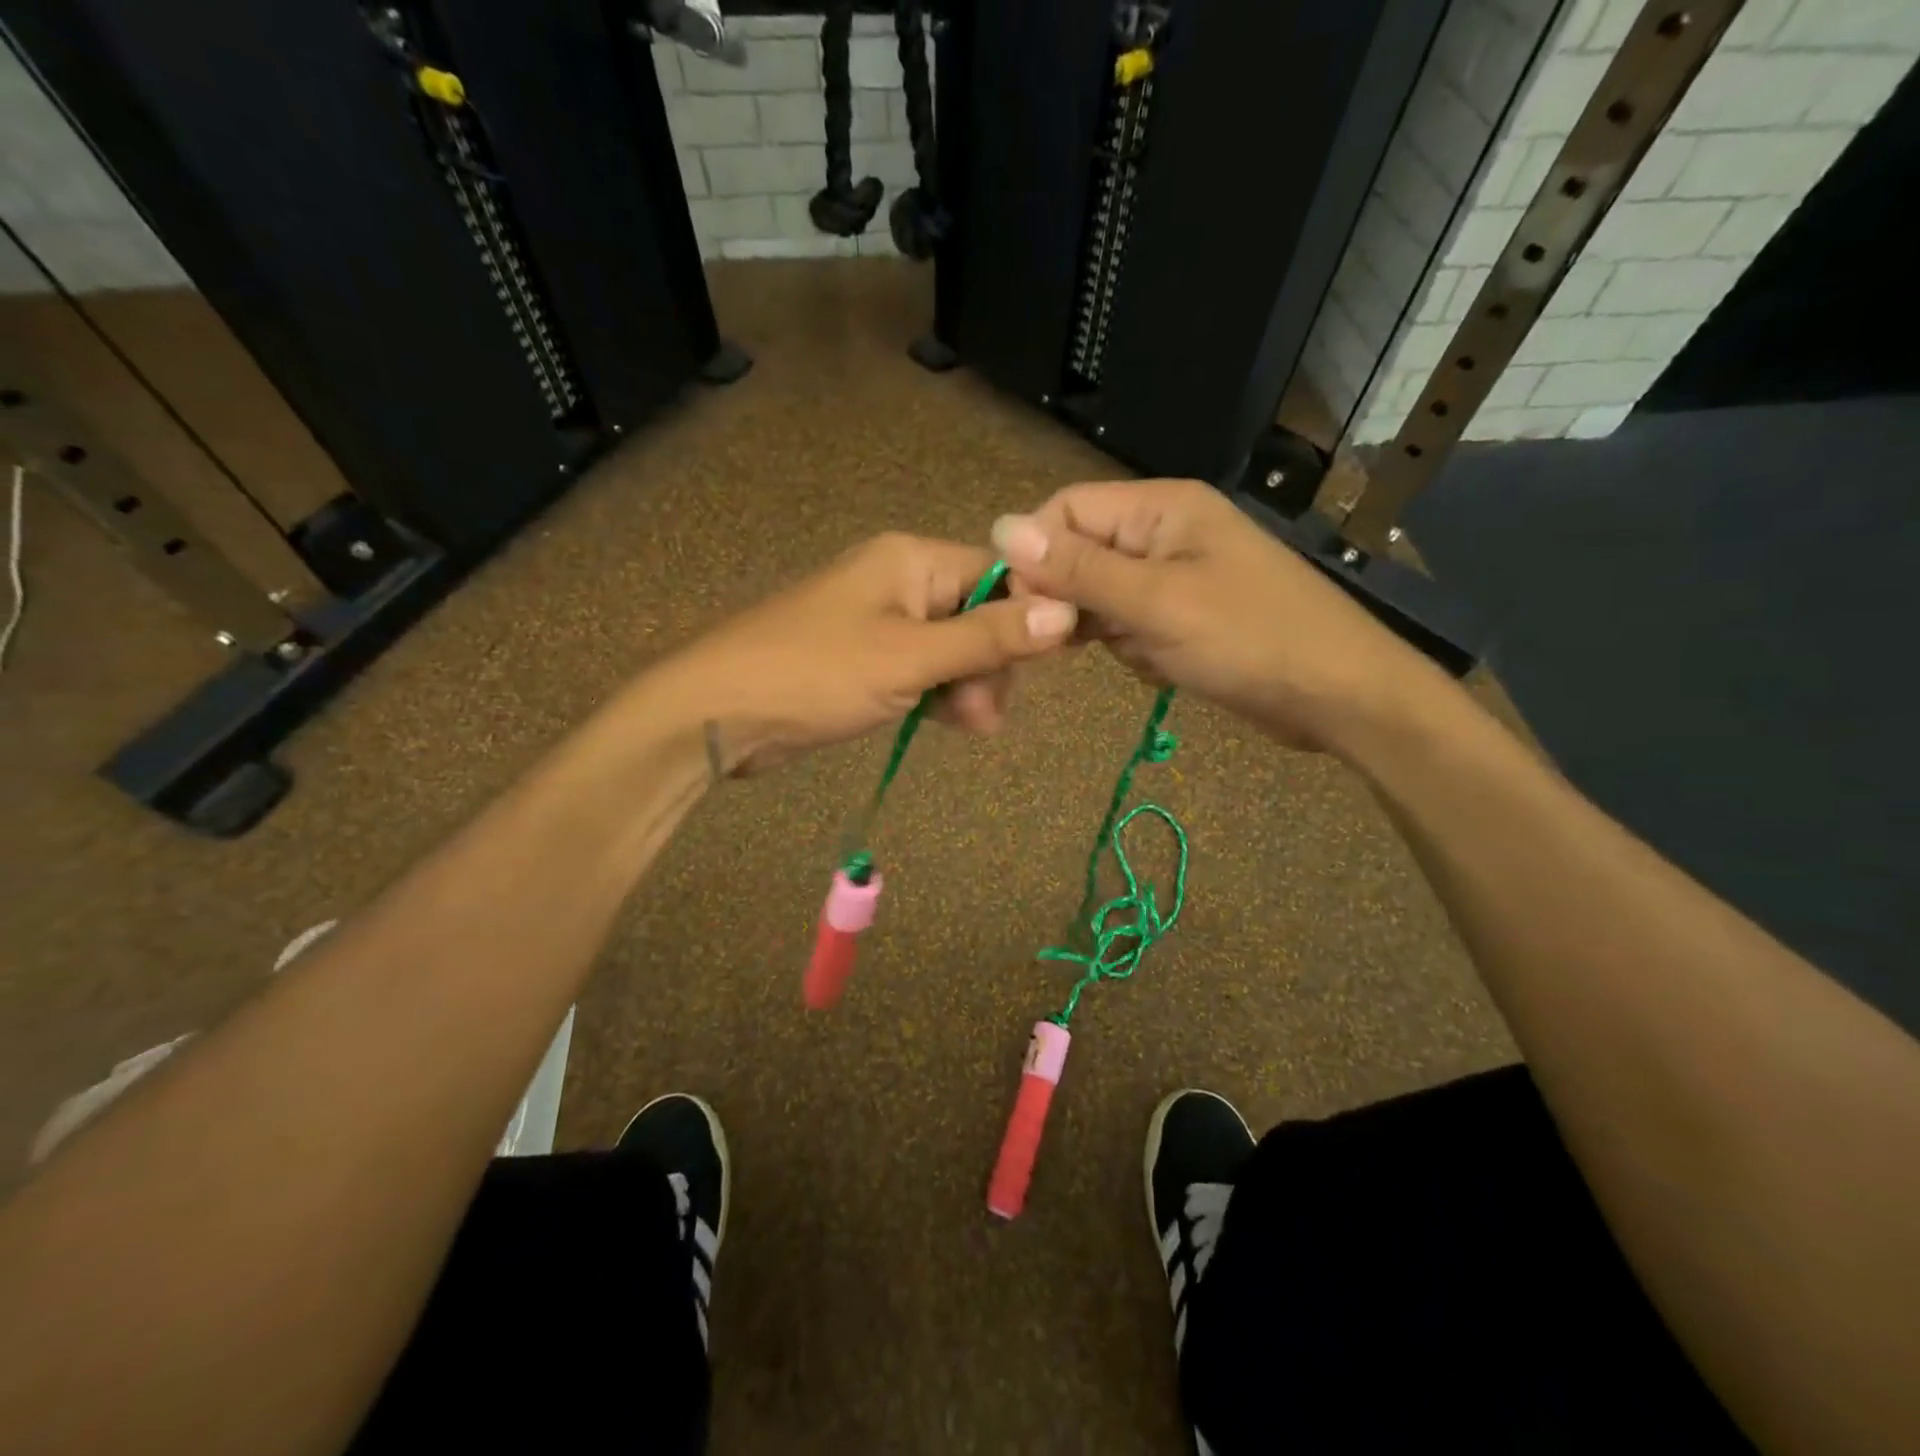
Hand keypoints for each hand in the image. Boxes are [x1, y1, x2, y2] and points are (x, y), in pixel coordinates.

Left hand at [648, 532, 1076, 773]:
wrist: (718, 714)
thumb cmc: (815, 673)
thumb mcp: (911, 658)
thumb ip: (987, 638)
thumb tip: (1066, 612)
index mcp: (912, 560)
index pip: (999, 574)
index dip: (1030, 615)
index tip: (1051, 662)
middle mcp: (901, 581)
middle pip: (979, 614)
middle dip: (992, 664)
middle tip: (986, 713)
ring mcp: (883, 623)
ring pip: (954, 649)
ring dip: (970, 687)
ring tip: (971, 726)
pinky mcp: (868, 660)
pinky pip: (924, 670)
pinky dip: (941, 695)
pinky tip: (950, 723)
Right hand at [990, 480, 1443, 753]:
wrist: (1338, 698)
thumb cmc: (1249, 639)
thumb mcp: (1155, 602)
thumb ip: (1077, 569)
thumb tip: (999, 527)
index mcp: (1161, 508)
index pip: (1067, 510)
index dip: (1037, 554)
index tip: (1025, 607)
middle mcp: (1164, 533)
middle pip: (1081, 556)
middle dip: (1078, 602)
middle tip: (1082, 641)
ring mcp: (1176, 577)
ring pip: (1102, 599)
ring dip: (1112, 633)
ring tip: (1153, 652)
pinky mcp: (1183, 617)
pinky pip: (1130, 627)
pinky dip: (1137, 651)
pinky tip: (1169, 666)